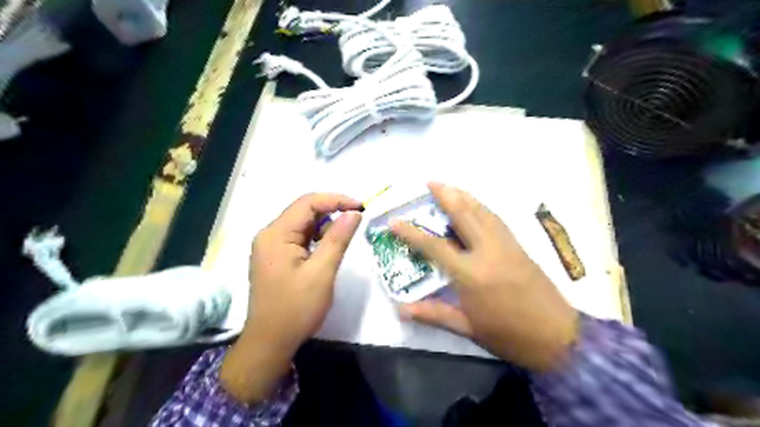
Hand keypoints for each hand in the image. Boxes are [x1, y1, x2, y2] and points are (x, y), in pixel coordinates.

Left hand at [221, 193, 361, 403]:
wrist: (270, 343)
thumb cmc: (296, 309)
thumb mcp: (322, 272)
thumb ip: (338, 239)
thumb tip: (354, 213)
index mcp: (276, 234)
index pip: (307, 203)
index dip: (336, 200)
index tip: (360, 207)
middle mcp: (269, 234)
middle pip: (303, 211)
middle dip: (331, 212)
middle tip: (356, 221)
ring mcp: (270, 246)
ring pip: (302, 224)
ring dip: (325, 226)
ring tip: (344, 237)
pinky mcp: (275, 257)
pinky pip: (298, 238)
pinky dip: (316, 238)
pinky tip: (327, 249)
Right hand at [392, 181, 575, 371]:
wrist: (558, 337)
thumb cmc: (508, 335)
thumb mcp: (467, 329)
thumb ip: (433, 314)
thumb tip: (401, 309)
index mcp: (471, 274)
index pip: (435, 246)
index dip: (412, 233)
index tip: (395, 220)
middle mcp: (488, 252)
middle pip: (464, 215)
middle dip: (445, 195)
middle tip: (429, 182)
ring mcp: (506, 245)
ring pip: (483, 212)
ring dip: (464, 196)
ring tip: (449, 187)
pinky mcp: (519, 246)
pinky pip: (496, 219)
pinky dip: (482, 207)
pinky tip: (475, 205)